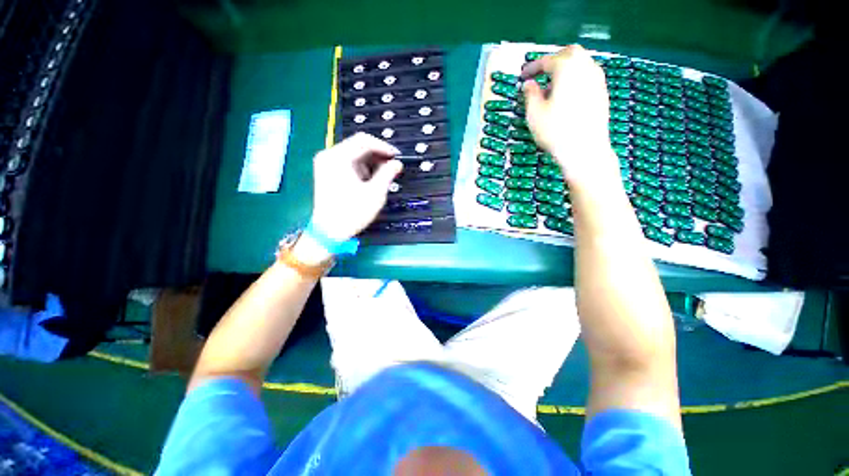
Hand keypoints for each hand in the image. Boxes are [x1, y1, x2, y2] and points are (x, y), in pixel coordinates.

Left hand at [310, 132, 402, 240]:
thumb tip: (397, 163)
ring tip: (384, 175)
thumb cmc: (352, 212)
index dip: (384, 147)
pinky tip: (370, 179)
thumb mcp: (375, 193)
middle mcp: (329, 156)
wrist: (330, 231)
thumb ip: (388, 174)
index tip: (397, 156)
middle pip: (358, 146)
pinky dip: (361, 168)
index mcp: (338, 157)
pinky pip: (348, 163)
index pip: (364, 141)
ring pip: (353, 154)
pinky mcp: (327, 172)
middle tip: (393, 166)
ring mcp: (326, 164)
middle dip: (378, 155)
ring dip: (371, 162)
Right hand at [521, 45, 618, 186]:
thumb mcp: (534, 114)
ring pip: (581, 63)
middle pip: (569, 53)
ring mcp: (597, 79)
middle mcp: (585, 67)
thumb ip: (530, 94)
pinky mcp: (602, 92)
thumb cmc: (555, 131)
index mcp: (566, 68)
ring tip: (552, 85)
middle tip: (540, 72)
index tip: (522, 76)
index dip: (532, 67)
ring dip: (566, 68)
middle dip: (553, 59)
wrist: (585, 149)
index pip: (547, 61)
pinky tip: (567, 94)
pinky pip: (587, 75)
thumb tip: (528, 84)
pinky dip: (575, 78)